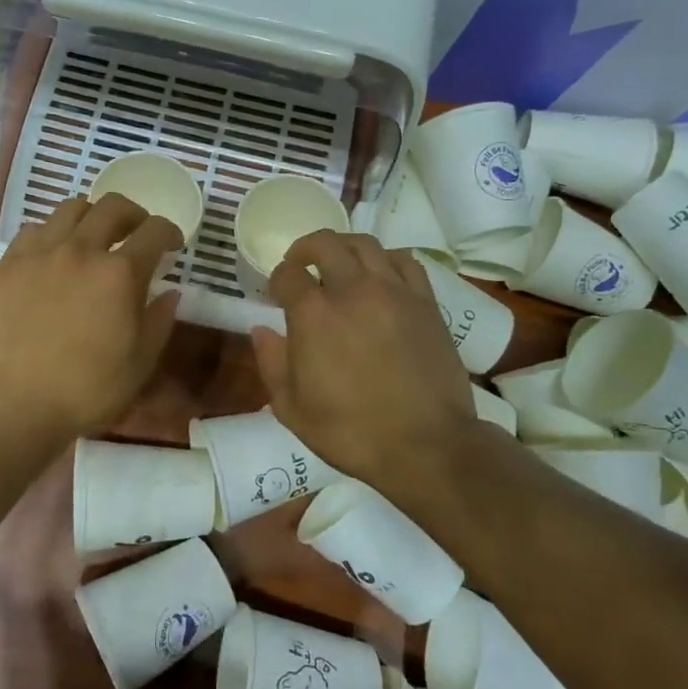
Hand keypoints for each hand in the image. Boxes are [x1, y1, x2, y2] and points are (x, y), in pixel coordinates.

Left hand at [0, 194, 183, 441]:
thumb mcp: (141, 362)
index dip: (169, 232)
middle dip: (133, 215)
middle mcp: (82, 249)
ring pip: (71, 208)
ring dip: (92, 216)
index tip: (171, 245)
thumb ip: (159, 321)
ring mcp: (41, 252)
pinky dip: (52, 233)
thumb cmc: (88, 388)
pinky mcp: (10, 263)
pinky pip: (35, 229)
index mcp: (120, 273)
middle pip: (113, 206)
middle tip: (136, 234)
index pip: (154, 230)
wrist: (18, 401)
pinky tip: (54, 254)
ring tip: (94, 237)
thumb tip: (170, 293)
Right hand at [250, 232, 478, 491]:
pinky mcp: (425, 302)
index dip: (277, 279)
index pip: (288, 274)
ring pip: (365, 244)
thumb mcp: (292, 408)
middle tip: (301, 264)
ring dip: (344, 247)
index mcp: (313, 315)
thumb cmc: (351, 432)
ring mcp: (394, 292)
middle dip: (305, 249)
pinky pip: (404, 261)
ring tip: (338, 263)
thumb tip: (261, 331)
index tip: (277, 293)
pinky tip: (380, 275)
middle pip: (325, 244)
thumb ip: (271, 363)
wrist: (426, 445)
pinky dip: (385, 259)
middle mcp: (352, 290)